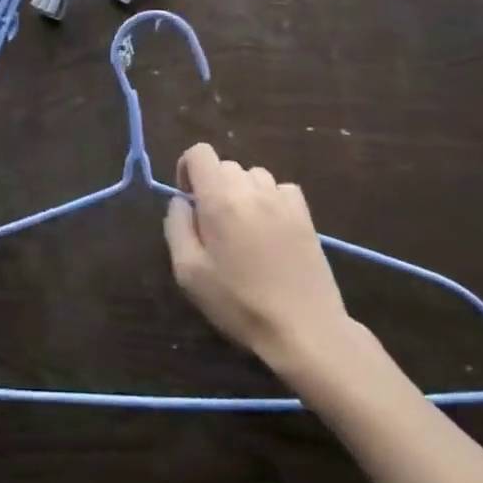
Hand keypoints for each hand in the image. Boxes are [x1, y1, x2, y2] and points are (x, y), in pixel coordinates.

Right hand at [163, 143, 356, 373]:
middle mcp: (251, 189)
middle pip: (225, 166)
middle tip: (216, 227)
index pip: (200, 152)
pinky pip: (281, 190)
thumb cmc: (239, 303)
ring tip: (245, 230)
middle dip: (214, 188)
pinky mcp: (305, 214)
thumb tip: (181, 201)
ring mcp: (282, 200)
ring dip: (243, 193)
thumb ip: (176, 226)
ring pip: (253, 176)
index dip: (188, 169)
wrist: (305, 330)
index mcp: (219, 199)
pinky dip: (270, 201)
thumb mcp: (188, 272)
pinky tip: (271, 231)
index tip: (190, 200)